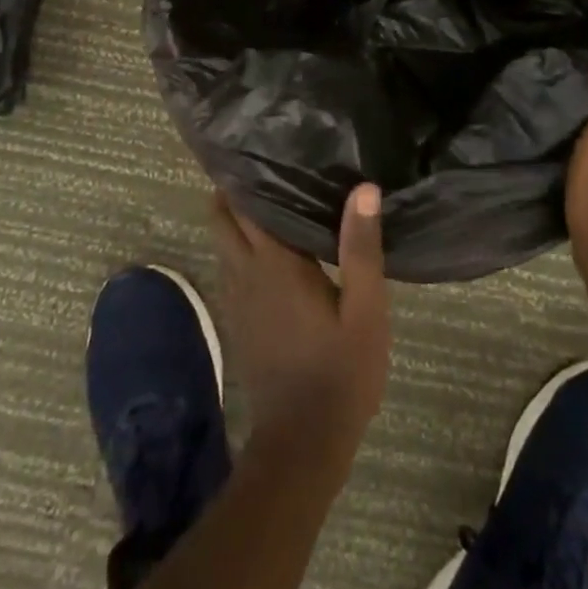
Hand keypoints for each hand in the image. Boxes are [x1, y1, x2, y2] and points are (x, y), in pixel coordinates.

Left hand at [209, 184, 391, 459]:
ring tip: (265, 193)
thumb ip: (361, 248)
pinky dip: (239, 246)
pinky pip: (230, 267)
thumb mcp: (365, 310)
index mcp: (275, 264)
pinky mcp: (238, 320)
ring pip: (223, 243)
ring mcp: (237, 299)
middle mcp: (245, 273)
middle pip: (222, 219)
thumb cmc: (340, 371)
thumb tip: (363, 188)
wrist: (303, 442)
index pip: (246, 205)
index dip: (247, 174)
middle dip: (231, 190)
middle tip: (261, 164)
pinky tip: (267, 245)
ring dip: (234, 217)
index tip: (259, 146)